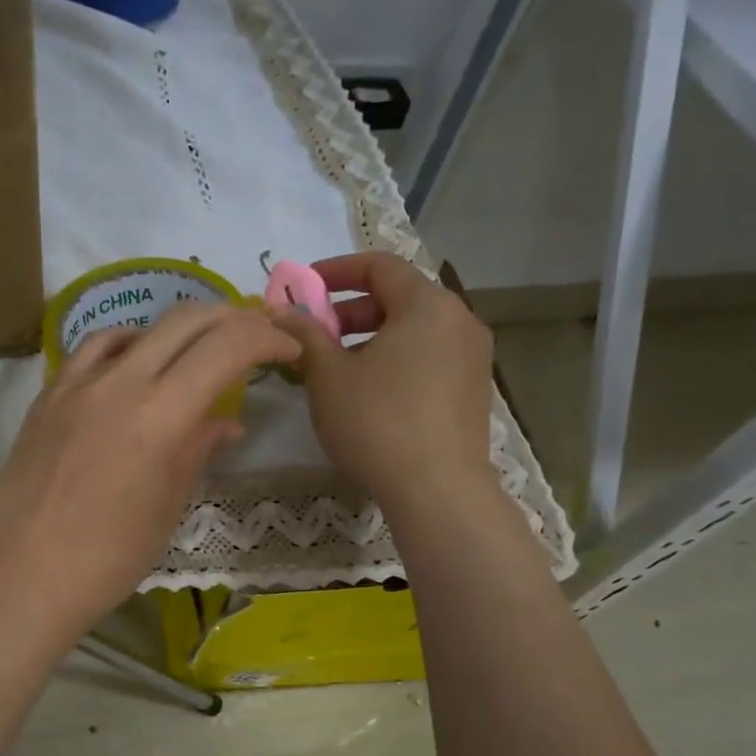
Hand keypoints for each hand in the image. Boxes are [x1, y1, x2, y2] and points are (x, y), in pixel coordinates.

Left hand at [0, 303, 299, 642]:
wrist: (24, 575)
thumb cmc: (108, 558)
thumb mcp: (167, 506)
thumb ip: (197, 451)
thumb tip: (226, 423)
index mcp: (160, 416)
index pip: (226, 349)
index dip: (265, 338)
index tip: (287, 349)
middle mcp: (120, 384)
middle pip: (186, 321)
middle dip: (232, 318)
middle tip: (256, 334)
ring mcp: (77, 384)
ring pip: (139, 328)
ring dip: (181, 327)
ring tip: (201, 346)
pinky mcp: (48, 396)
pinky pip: (94, 350)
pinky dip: (127, 343)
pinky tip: (136, 362)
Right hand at [271, 252, 496, 511]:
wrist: (437, 490)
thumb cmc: (376, 422)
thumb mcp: (327, 376)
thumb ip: (304, 335)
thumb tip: (281, 312)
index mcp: (427, 305)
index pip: (379, 266)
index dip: (335, 270)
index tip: (303, 288)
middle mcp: (459, 320)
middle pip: (399, 297)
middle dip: (350, 310)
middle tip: (315, 334)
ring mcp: (472, 357)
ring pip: (414, 330)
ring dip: (371, 337)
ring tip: (336, 367)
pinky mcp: (473, 390)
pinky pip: (429, 357)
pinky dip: (396, 359)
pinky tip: (369, 393)